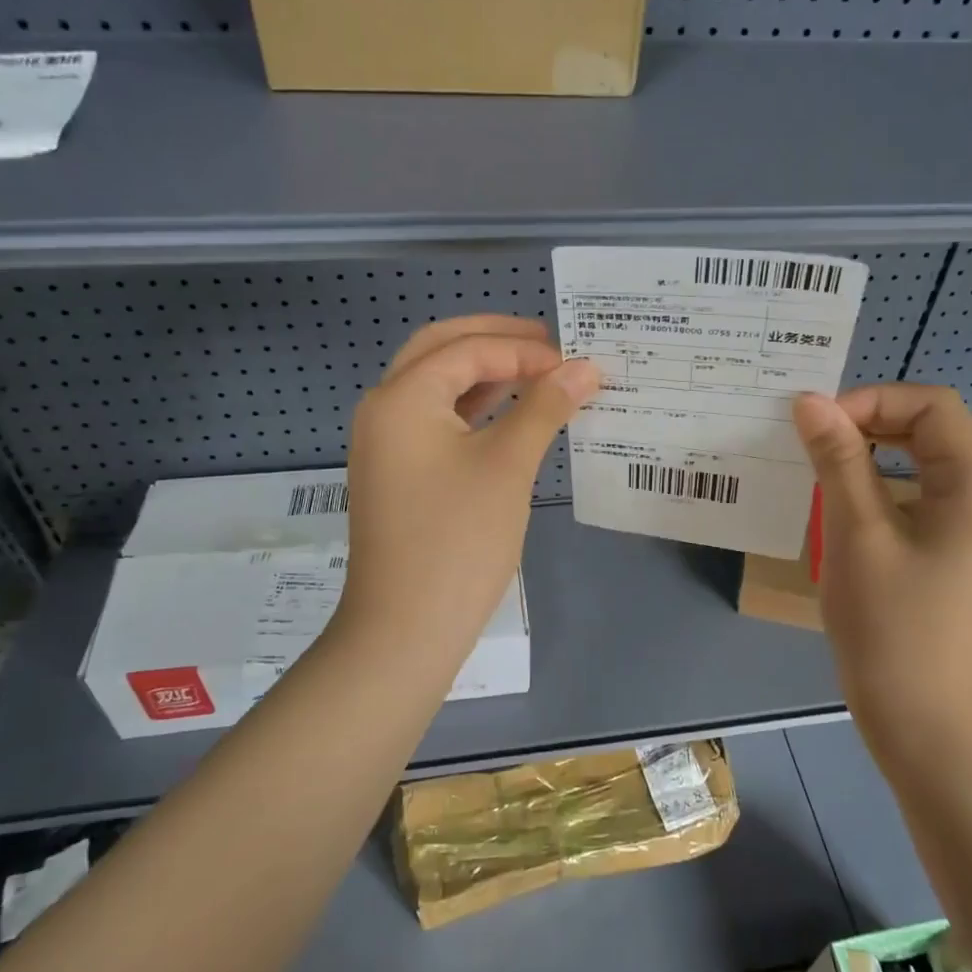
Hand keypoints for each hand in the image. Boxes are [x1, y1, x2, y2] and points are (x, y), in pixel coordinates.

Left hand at [338, 315, 598, 654]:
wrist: (404, 630)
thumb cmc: (459, 540)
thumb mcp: (507, 465)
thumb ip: (545, 407)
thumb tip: (586, 368)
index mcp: (402, 396)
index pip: (468, 349)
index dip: (524, 350)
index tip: (574, 363)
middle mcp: (384, 408)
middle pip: (441, 350)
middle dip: (496, 341)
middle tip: (550, 346)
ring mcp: (386, 441)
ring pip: (437, 385)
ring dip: (485, 373)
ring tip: (538, 374)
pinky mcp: (397, 471)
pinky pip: (435, 419)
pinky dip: (473, 408)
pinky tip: (510, 413)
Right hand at [792, 385, 971, 735]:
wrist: (920, 719)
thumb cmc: (889, 624)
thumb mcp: (857, 532)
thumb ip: (838, 459)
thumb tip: (810, 400)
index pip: (933, 406)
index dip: (873, 400)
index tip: (819, 426)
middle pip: (931, 428)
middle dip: (870, 422)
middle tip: (812, 440)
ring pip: (923, 459)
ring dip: (872, 451)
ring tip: (819, 464)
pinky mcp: (957, 549)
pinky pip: (920, 492)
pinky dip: (880, 483)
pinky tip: (841, 501)